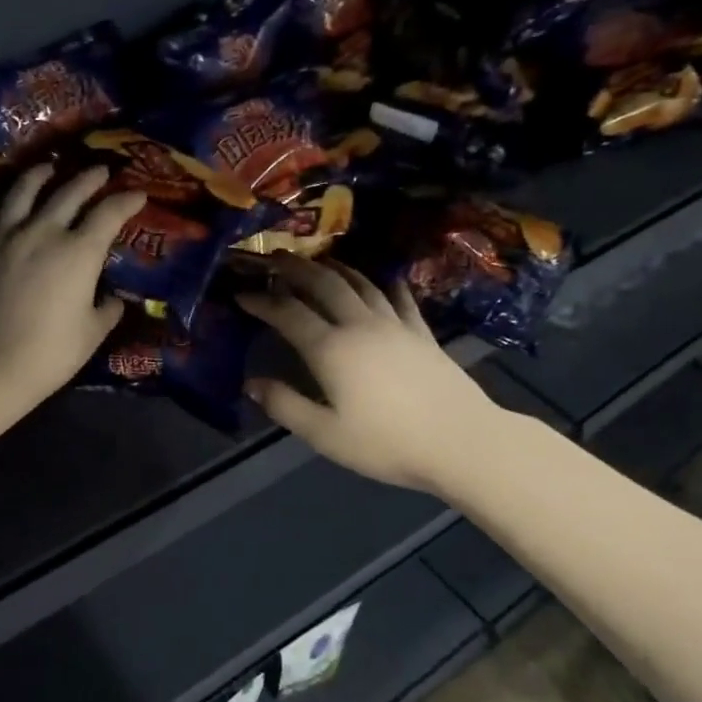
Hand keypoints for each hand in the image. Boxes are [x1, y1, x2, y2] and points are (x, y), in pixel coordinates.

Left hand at [0, 163, 145, 401]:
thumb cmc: (51, 353)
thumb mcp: (93, 334)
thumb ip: (108, 310)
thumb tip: (114, 299)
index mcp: (79, 252)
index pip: (109, 214)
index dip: (126, 200)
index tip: (137, 194)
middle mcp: (43, 231)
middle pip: (69, 192)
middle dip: (89, 178)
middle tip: (100, 171)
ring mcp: (4, 235)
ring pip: (23, 190)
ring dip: (40, 174)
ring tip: (48, 168)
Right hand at [236, 253, 504, 492]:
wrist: (460, 441)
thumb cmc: (387, 443)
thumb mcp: (325, 434)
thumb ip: (285, 406)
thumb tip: (251, 384)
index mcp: (331, 349)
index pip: (288, 314)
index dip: (261, 301)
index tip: (240, 294)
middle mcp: (360, 325)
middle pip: (324, 284)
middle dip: (296, 268)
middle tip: (275, 257)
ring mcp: (395, 325)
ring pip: (360, 283)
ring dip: (335, 268)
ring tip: (318, 260)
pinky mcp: (422, 333)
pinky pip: (399, 298)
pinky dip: (385, 283)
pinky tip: (383, 278)